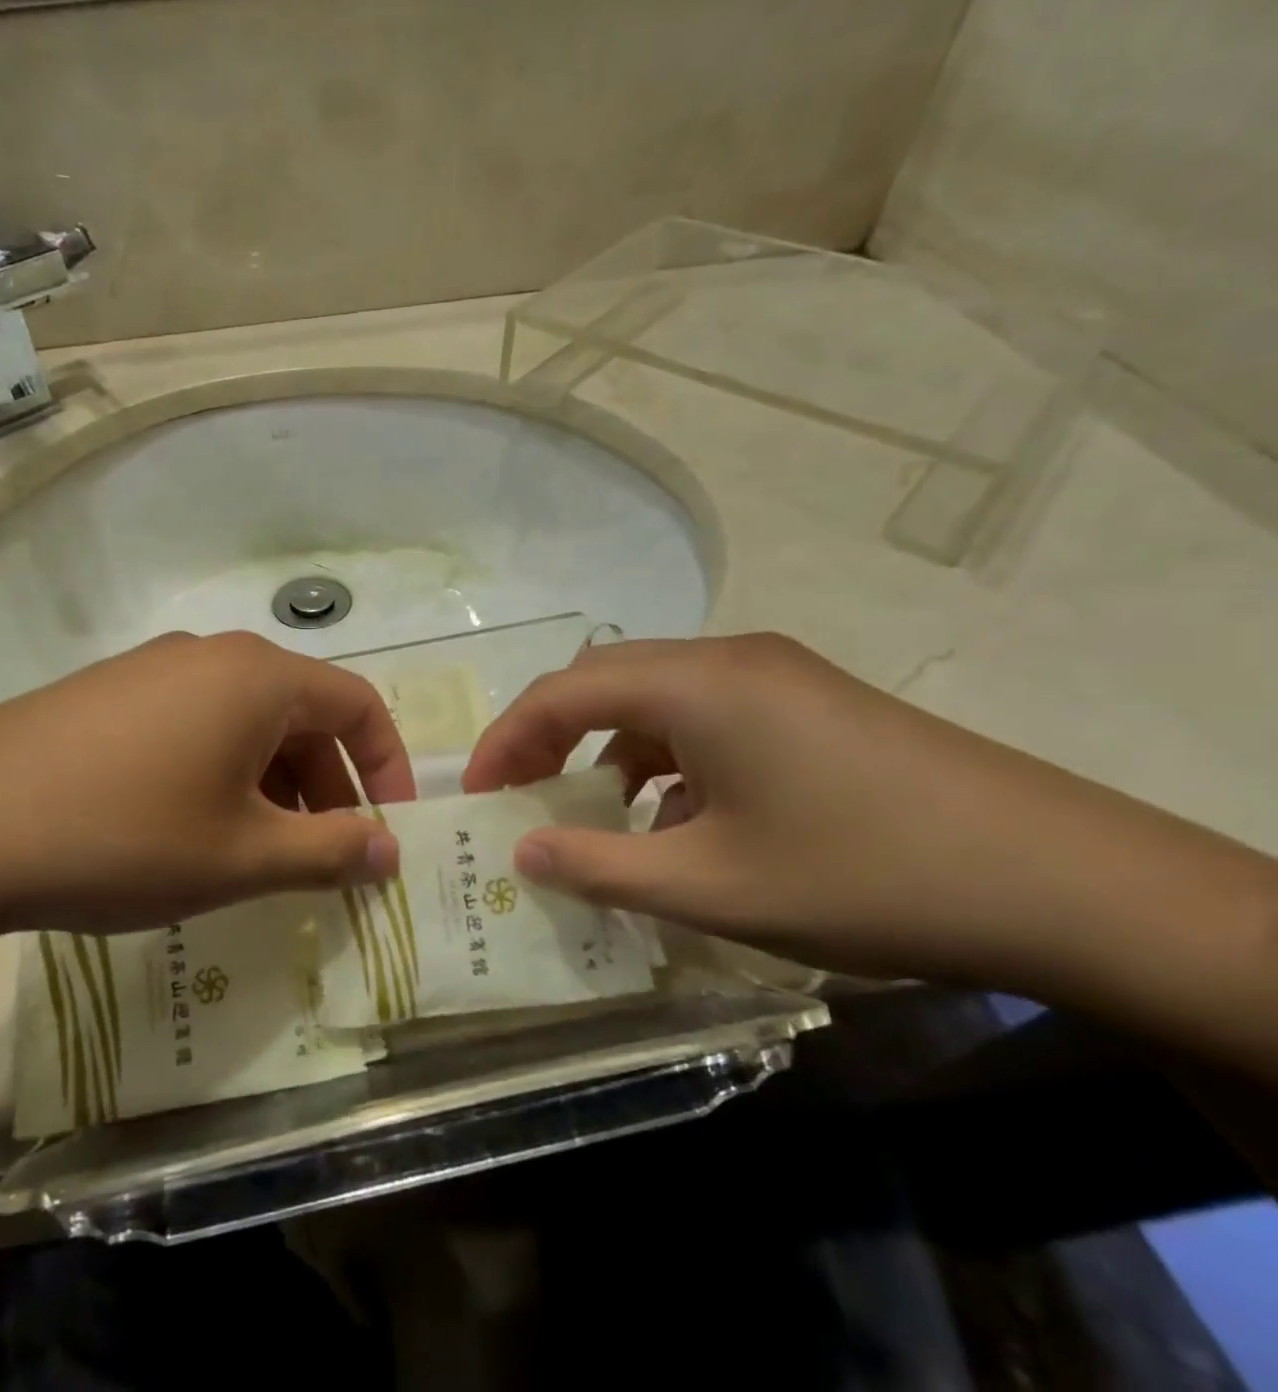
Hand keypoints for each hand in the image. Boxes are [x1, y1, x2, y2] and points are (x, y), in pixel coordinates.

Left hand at [0, 632, 412, 942]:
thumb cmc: (125, 836)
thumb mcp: (242, 857)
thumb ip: (330, 852)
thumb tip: (390, 850)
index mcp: (258, 676)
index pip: (357, 705)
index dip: (387, 767)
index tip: (390, 829)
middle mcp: (210, 655)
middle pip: (300, 713)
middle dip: (327, 786)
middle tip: (325, 858)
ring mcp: (152, 670)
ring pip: (244, 723)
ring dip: (272, 784)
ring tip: (259, 853)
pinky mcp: (108, 695)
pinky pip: (193, 726)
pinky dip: (219, 774)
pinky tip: (190, 830)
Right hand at [461, 634, 1254, 985]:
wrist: (1068, 884)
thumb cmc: (864, 876)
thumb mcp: (710, 886)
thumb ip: (599, 866)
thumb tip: (522, 855)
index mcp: (695, 684)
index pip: (562, 691)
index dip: (506, 740)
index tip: (478, 794)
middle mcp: (728, 660)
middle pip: (604, 680)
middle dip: (548, 736)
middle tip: (521, 796)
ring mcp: (775, 677)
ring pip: (656, 698)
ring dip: (611, 749)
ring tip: (599, 817)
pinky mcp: (809, 704)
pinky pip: (707, 717)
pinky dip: (668, 759)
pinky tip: (681, 821)